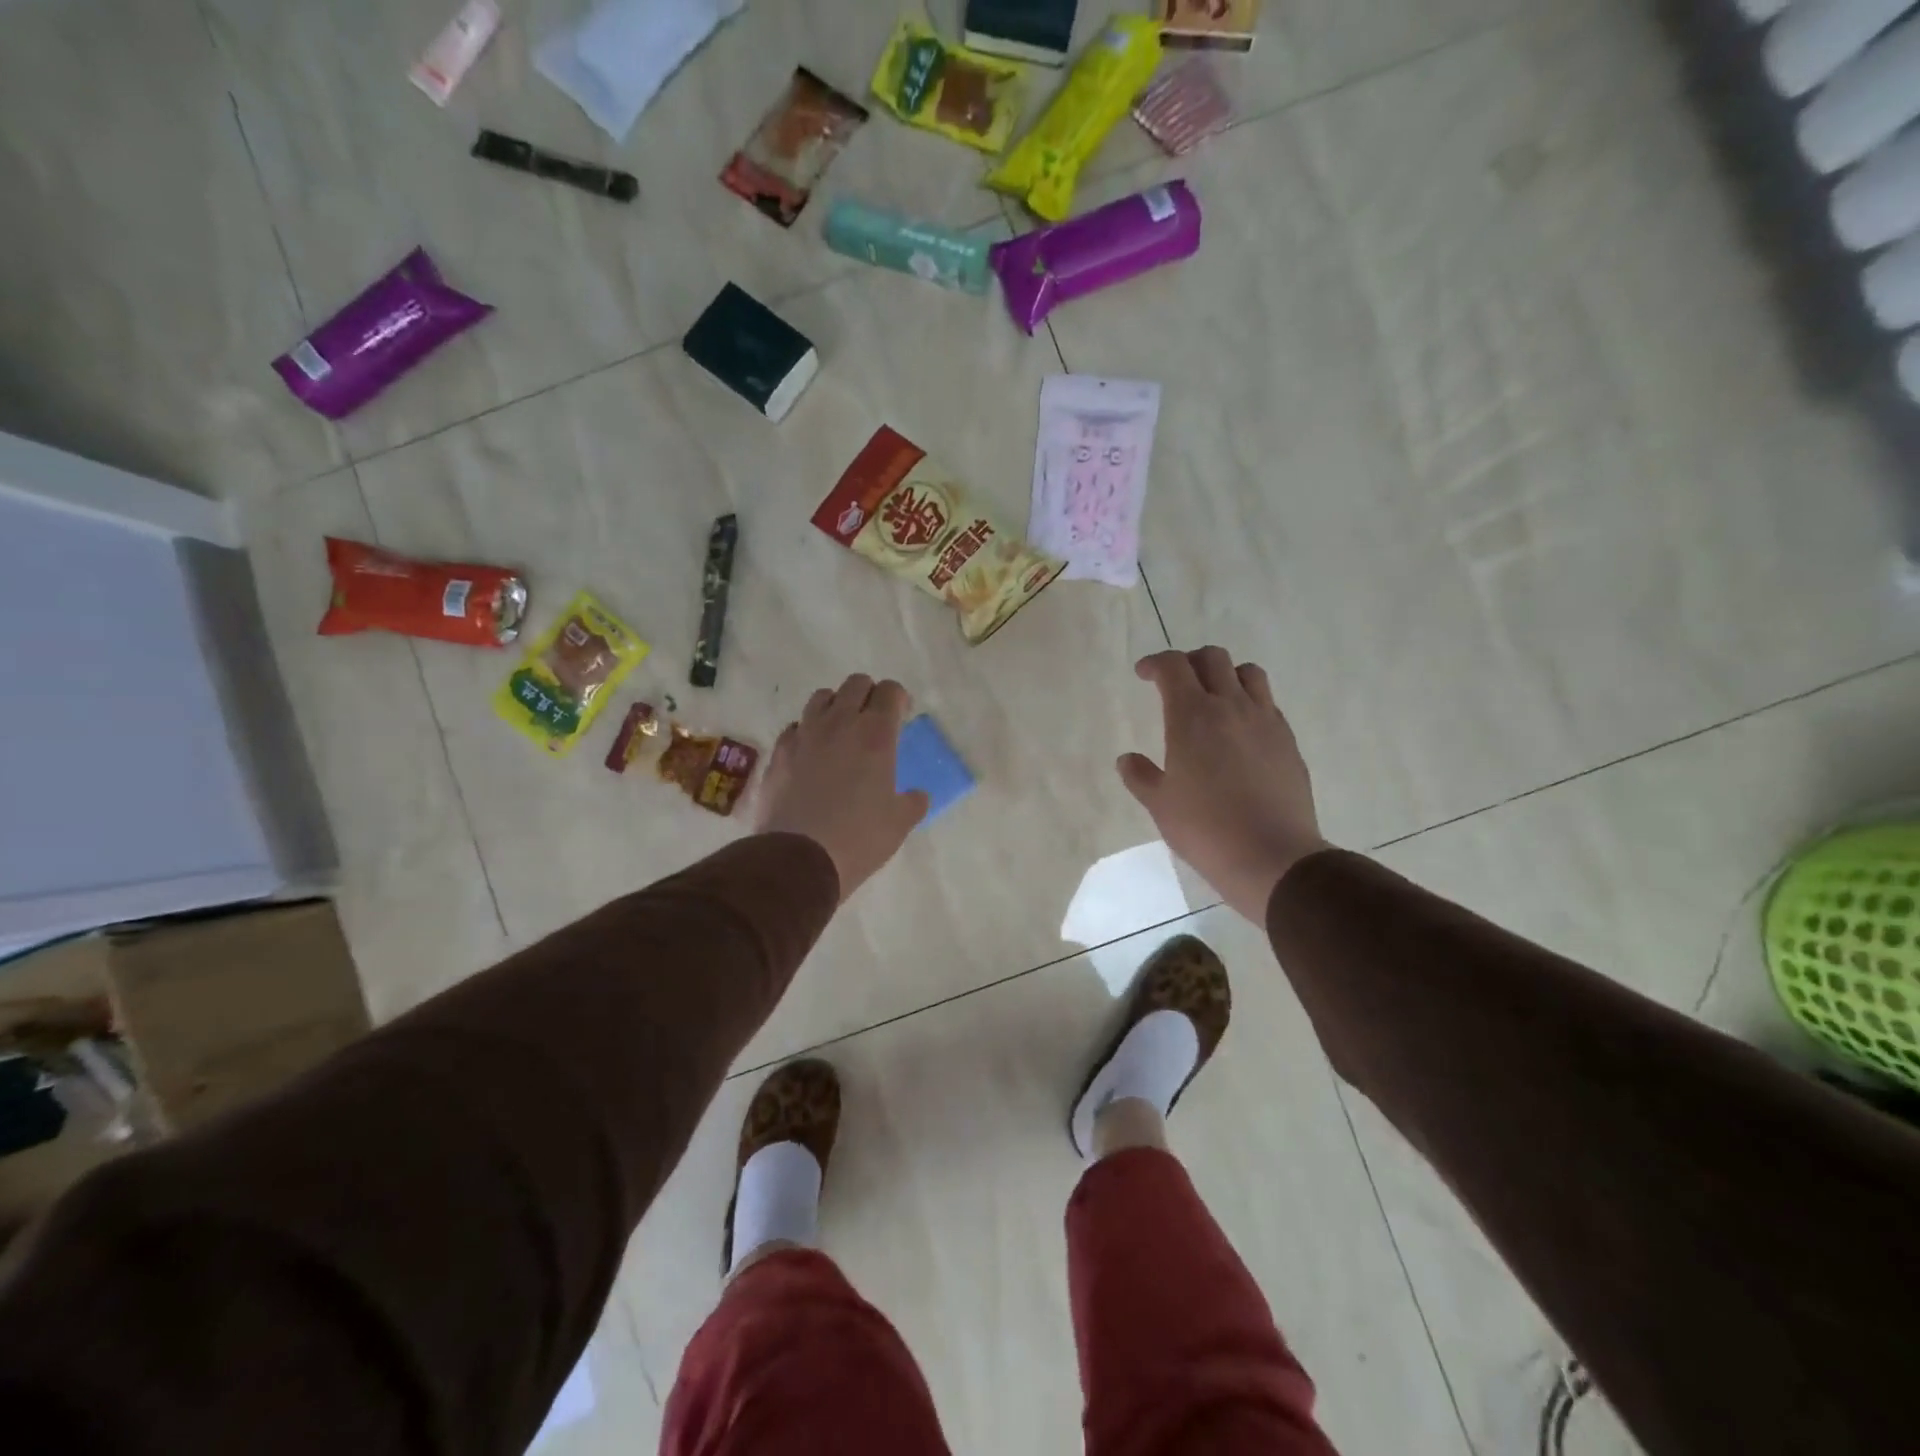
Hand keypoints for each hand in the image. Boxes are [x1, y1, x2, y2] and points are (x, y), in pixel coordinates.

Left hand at [756, 674, 928, 900]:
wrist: (797, 859)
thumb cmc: (858, 839)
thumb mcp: (899, 824)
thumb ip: (912, 803)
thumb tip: (918, 796)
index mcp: (875, 734)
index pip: (890, 691)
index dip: (899, 699)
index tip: (901, 717)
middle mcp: (839, 723)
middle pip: (855, 684)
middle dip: (869, 695)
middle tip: (874, 722)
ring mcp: (804, 735)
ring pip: (821, 698)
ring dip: (836, 707)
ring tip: (840, 733)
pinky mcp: (778, 753)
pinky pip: (795, 727)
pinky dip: (807, 732)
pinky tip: (811, 756)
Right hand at [1117, 647, 1329, 921]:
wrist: (1272, 855)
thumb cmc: (1205, 829)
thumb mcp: (1160, 805)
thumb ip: (1140, 775)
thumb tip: (1127, 759)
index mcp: (1192, 716)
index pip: (1173, 667)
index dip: (1155, 663)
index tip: (1143, 674)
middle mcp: (1231, 707)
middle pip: (1213, 658)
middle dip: (1190, 662)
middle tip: (1176, 683)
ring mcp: (1265, 721)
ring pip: (1248, 673)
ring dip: (1226, 675)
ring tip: (1214, 698)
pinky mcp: (1288, 741)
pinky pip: (1268, 703)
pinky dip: (1249, 702)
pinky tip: (1240, 731)